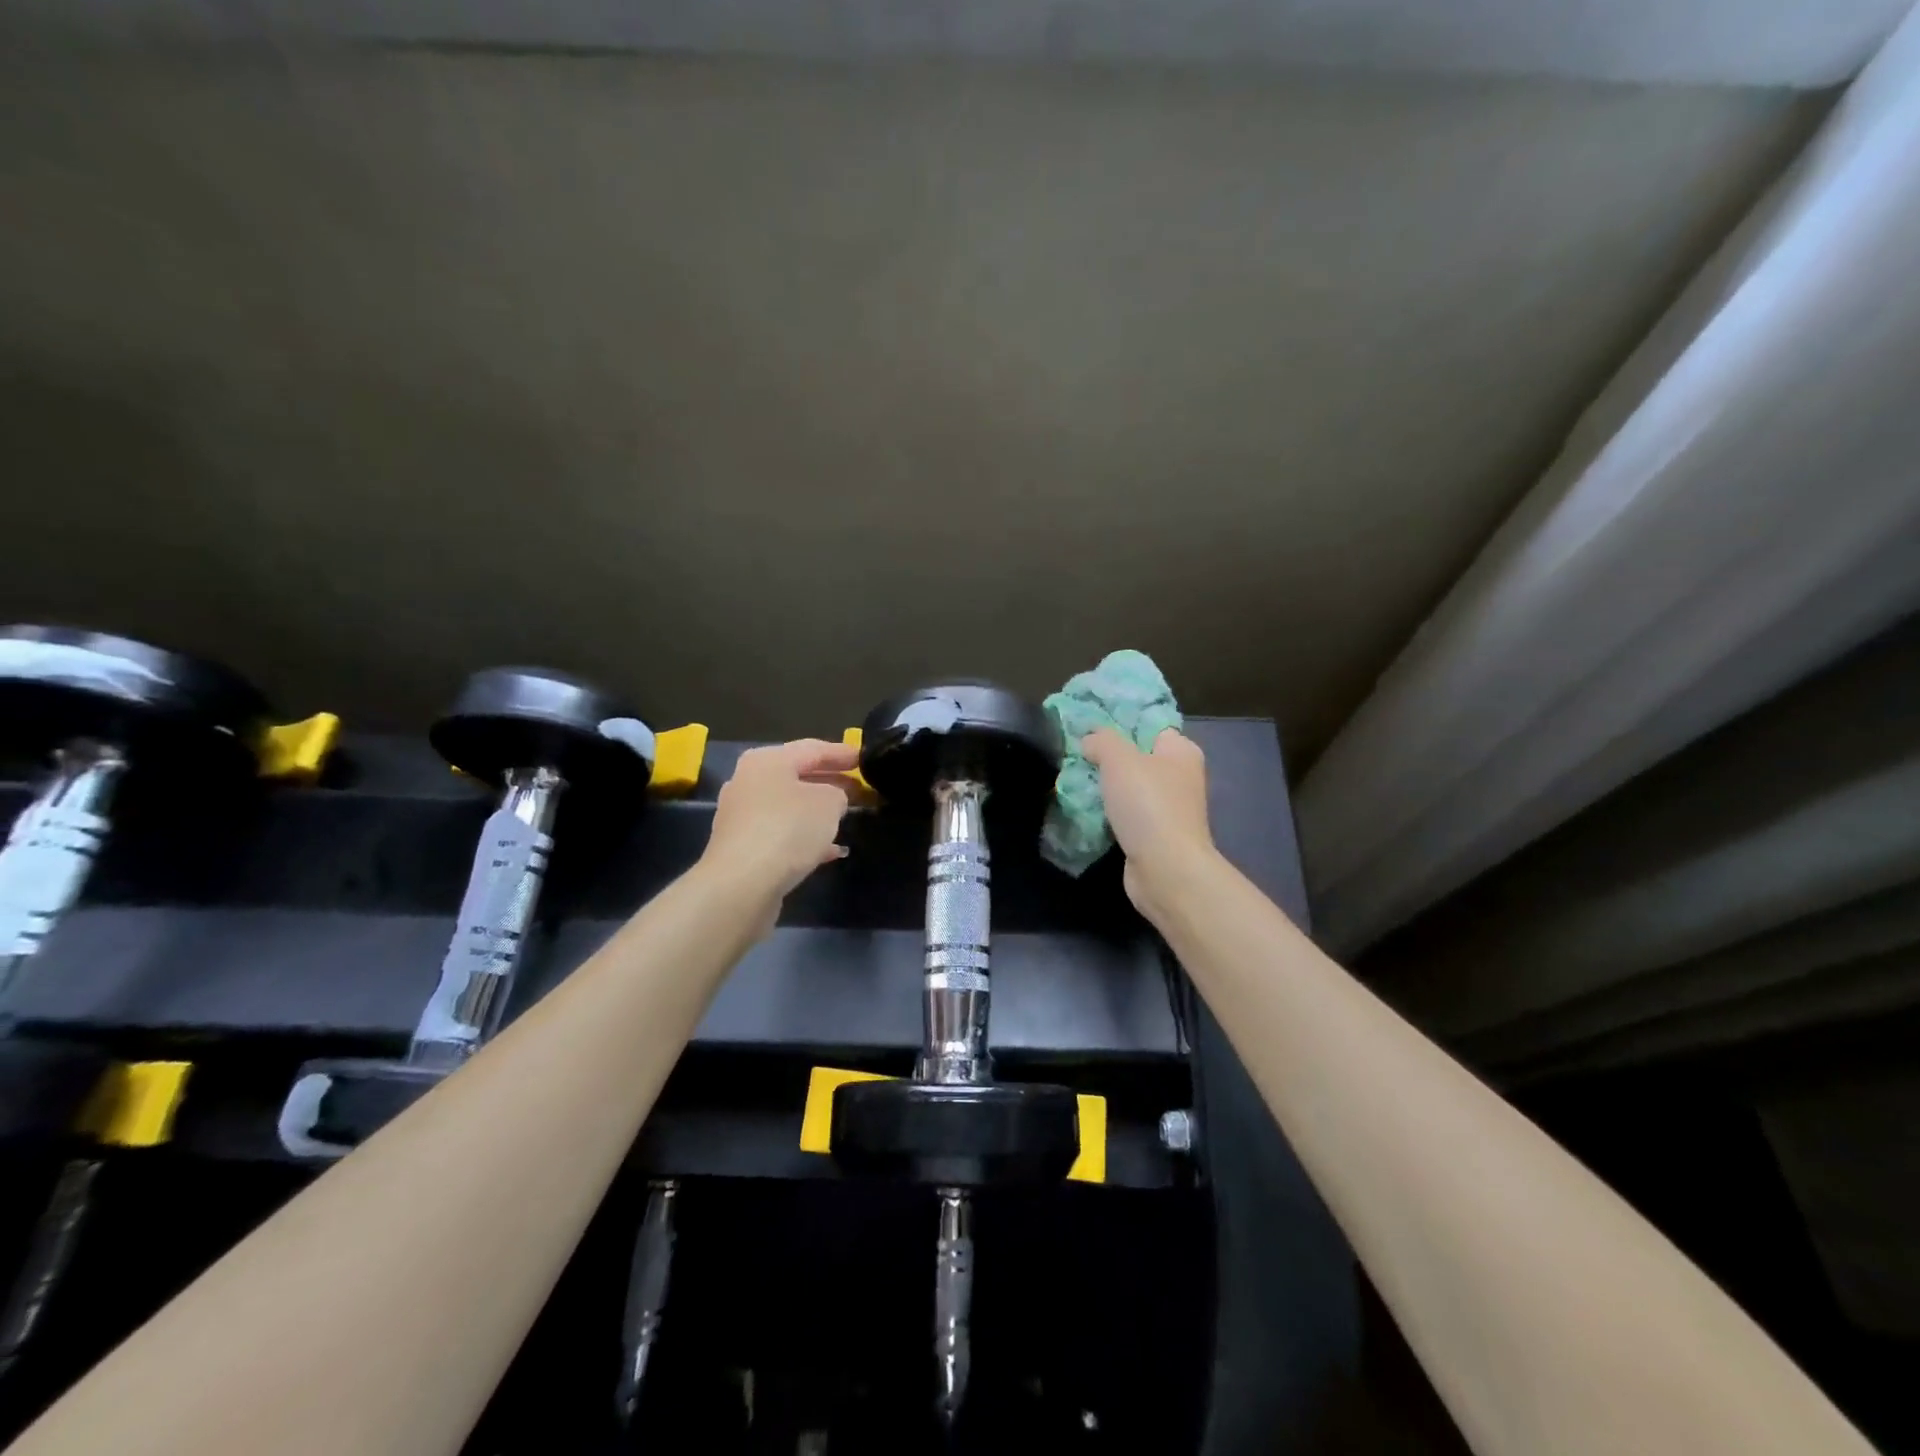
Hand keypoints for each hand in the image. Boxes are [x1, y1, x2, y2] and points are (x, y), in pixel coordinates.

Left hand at [702, 739, 859, 908]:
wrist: (742, 884)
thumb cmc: (788, 829)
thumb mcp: (829, 803)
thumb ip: (838, 794)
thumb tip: (833, 800)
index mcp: (767, 760)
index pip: (812, 749)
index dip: (841, 753)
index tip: (864, 758)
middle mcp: (748, 782)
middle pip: (796, 777)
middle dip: (829, 783)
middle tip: (858, 788)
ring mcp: (741, 816)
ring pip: (789, 807)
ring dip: (817, 812)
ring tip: (845, 818)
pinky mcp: (742, 847)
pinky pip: (780, 834)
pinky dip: (804, 837)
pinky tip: (829, 851)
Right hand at [1081, 728, 1216, 922]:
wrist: (1165, 869)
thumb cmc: (1148, 805)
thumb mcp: (1119, 759)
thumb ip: (1102, 740)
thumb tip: (1090, 739)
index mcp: (1181, 751)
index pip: (1149, 726)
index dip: (1120, 723)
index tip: (1088, 727)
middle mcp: (1180, 777)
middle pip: (1137, 757)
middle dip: (1107, 758)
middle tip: (1076, 755)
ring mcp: (1169, 808)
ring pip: (1129, 788)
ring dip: (1105, 788)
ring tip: (1074, 780)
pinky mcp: (1155, 835)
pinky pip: (1127, 815)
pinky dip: (1109, 813)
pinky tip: (1086, 810)